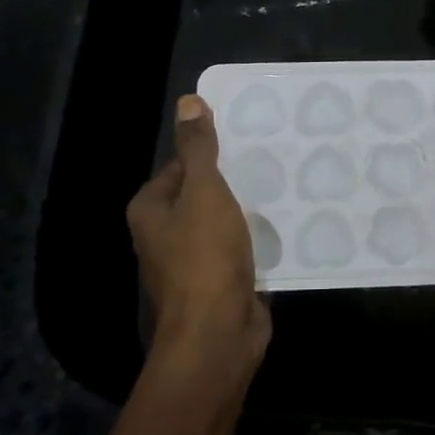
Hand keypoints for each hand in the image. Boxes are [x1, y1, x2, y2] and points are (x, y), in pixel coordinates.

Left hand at [127, 95, 270, 380]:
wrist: (218, 332)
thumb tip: (188, 102)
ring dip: (247, 212)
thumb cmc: (205, 257)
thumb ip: (199, 149)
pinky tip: (284, 228)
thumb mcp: (204, 192)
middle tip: (272, 162)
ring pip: (221, 224)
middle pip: (201, 195)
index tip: (247, 143)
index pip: (179, 167)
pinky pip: (237, 250)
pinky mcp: (218, 283)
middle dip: (232, 182)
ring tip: (283, 189)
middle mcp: (163, 235)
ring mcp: (191, 263)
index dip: (210, 154)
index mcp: (150, 211)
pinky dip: (256, 240)